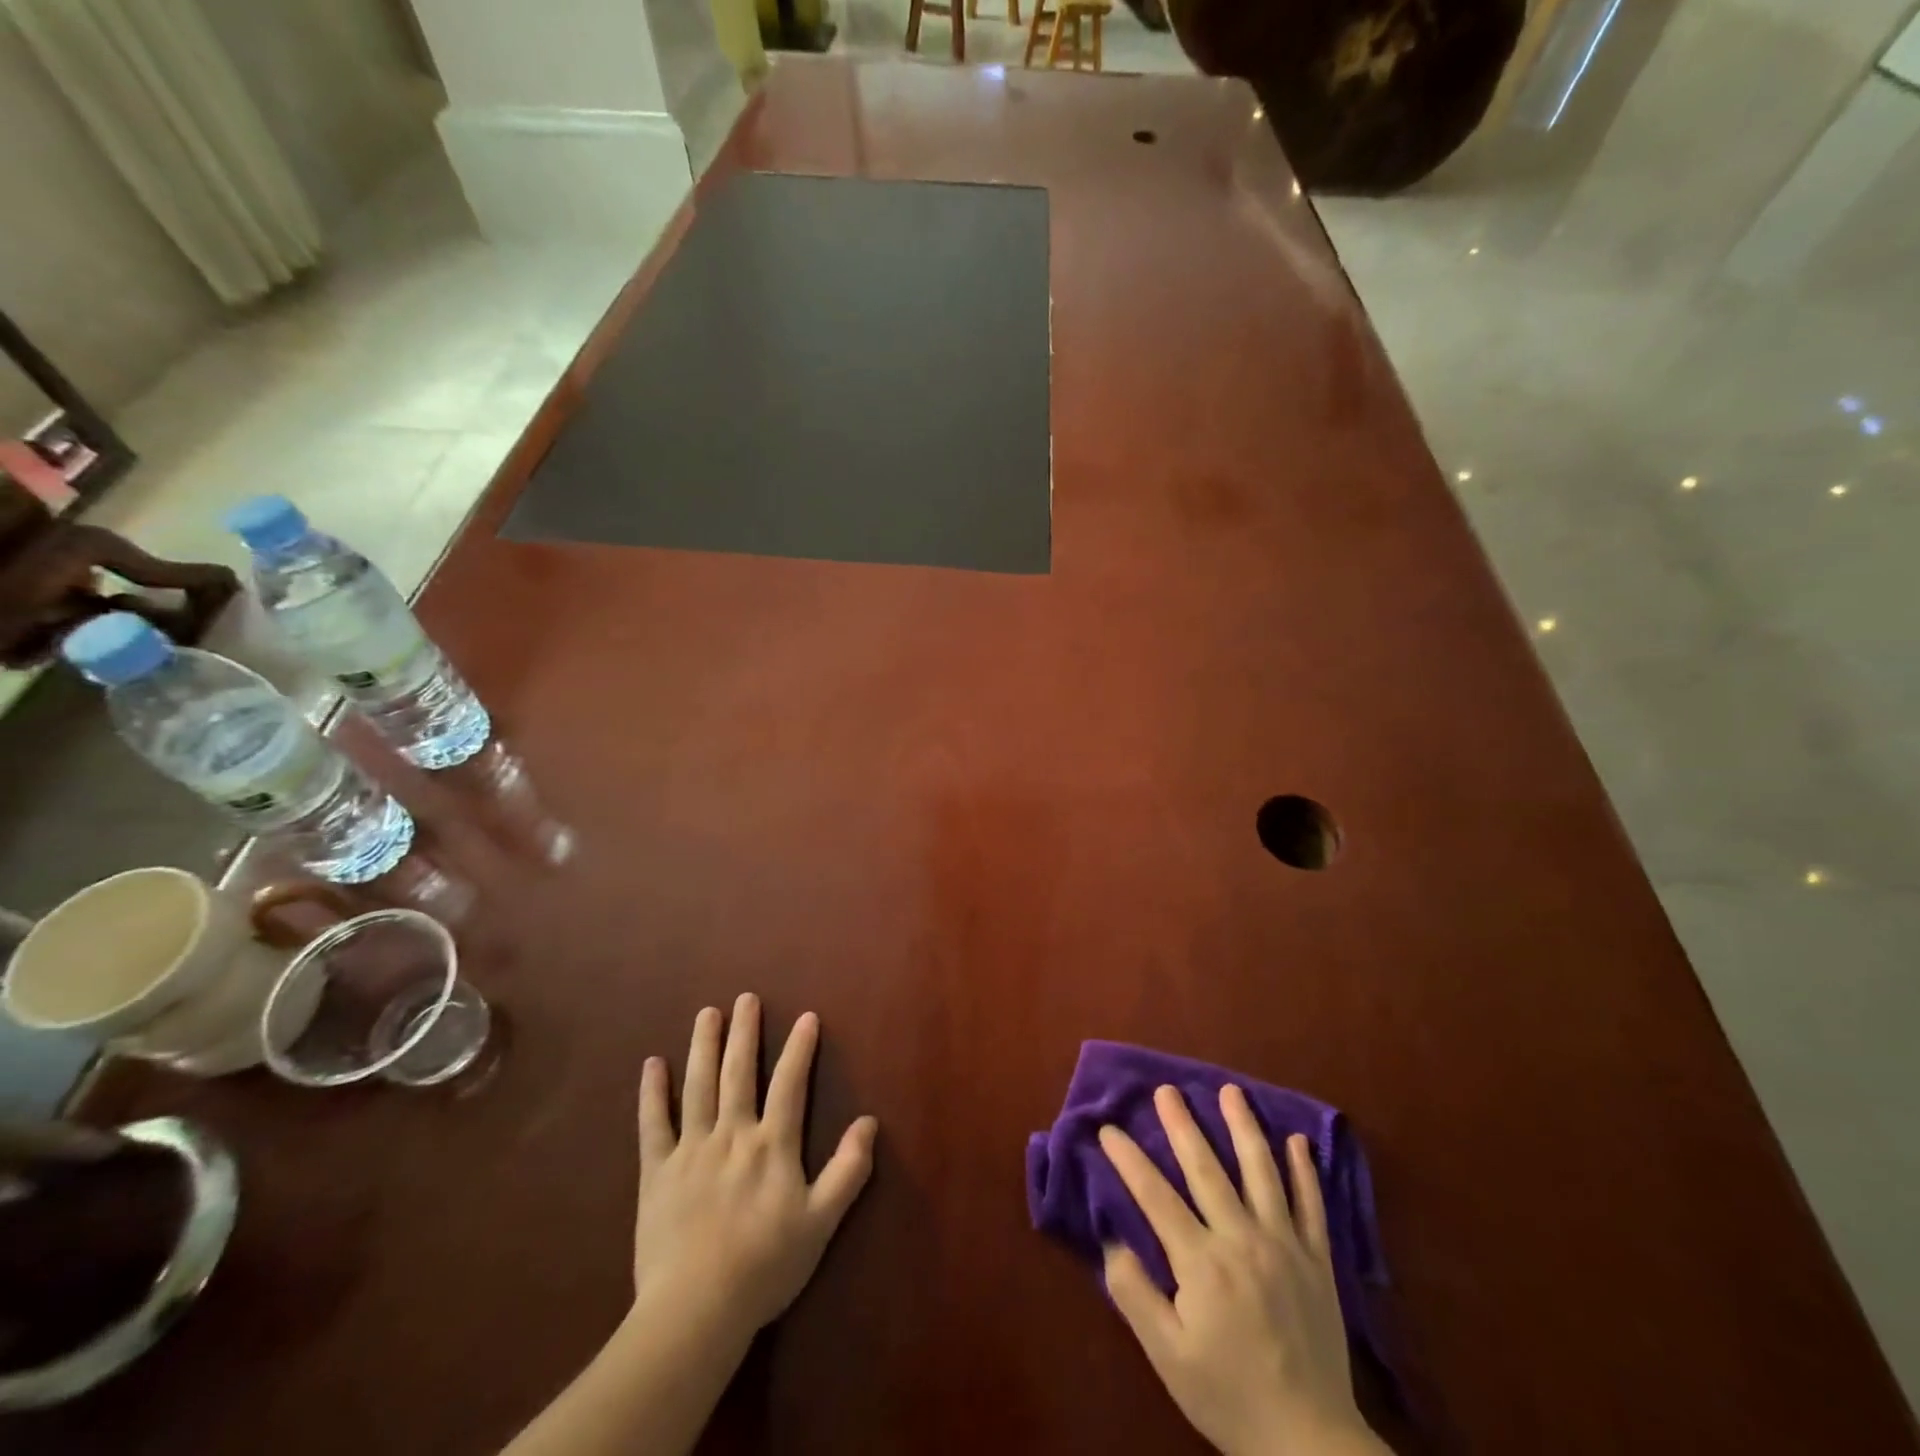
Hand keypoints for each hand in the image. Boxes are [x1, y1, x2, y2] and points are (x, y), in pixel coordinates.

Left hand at [632, 994, 877, 1335]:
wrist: (696, 1310)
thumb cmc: (765, 1267)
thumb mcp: (821, 1222)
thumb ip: (848, 1170)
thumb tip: (870, 1122)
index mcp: (772, 1145)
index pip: (790, 1083)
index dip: (800, 1048)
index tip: (806, 1016)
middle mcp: (732, 1134)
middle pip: (739, 1072)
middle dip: (744, 1032)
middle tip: (745, 998)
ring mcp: (691, 1149)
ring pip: (698, 1086)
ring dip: (704, 1046)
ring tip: (707, 1013)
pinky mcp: (657, 1172)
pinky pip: (653, 1124)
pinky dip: (652, 1092)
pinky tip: (653, 1064)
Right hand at [1099, 1086, 1385, 1455]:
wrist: (1309, 1444)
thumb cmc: (1228, 1396)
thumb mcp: (1167, 1355)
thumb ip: (1134, 1293)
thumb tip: (1110, 1238)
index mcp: (1202, 1262)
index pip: (1156, 1196)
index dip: (1129, 1159)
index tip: (1109, 1129)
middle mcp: (1243, 1240)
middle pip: (1207, 1168)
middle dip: (1182, 1124)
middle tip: (1167, 1089)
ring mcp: (1285, 1246)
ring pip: (1262, 1172)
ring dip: (1244, 1127)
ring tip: (1231, 1091)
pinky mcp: (1318, 1261)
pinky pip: (1312, 1205)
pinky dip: (1304, 1170)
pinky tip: (1298, 1140)